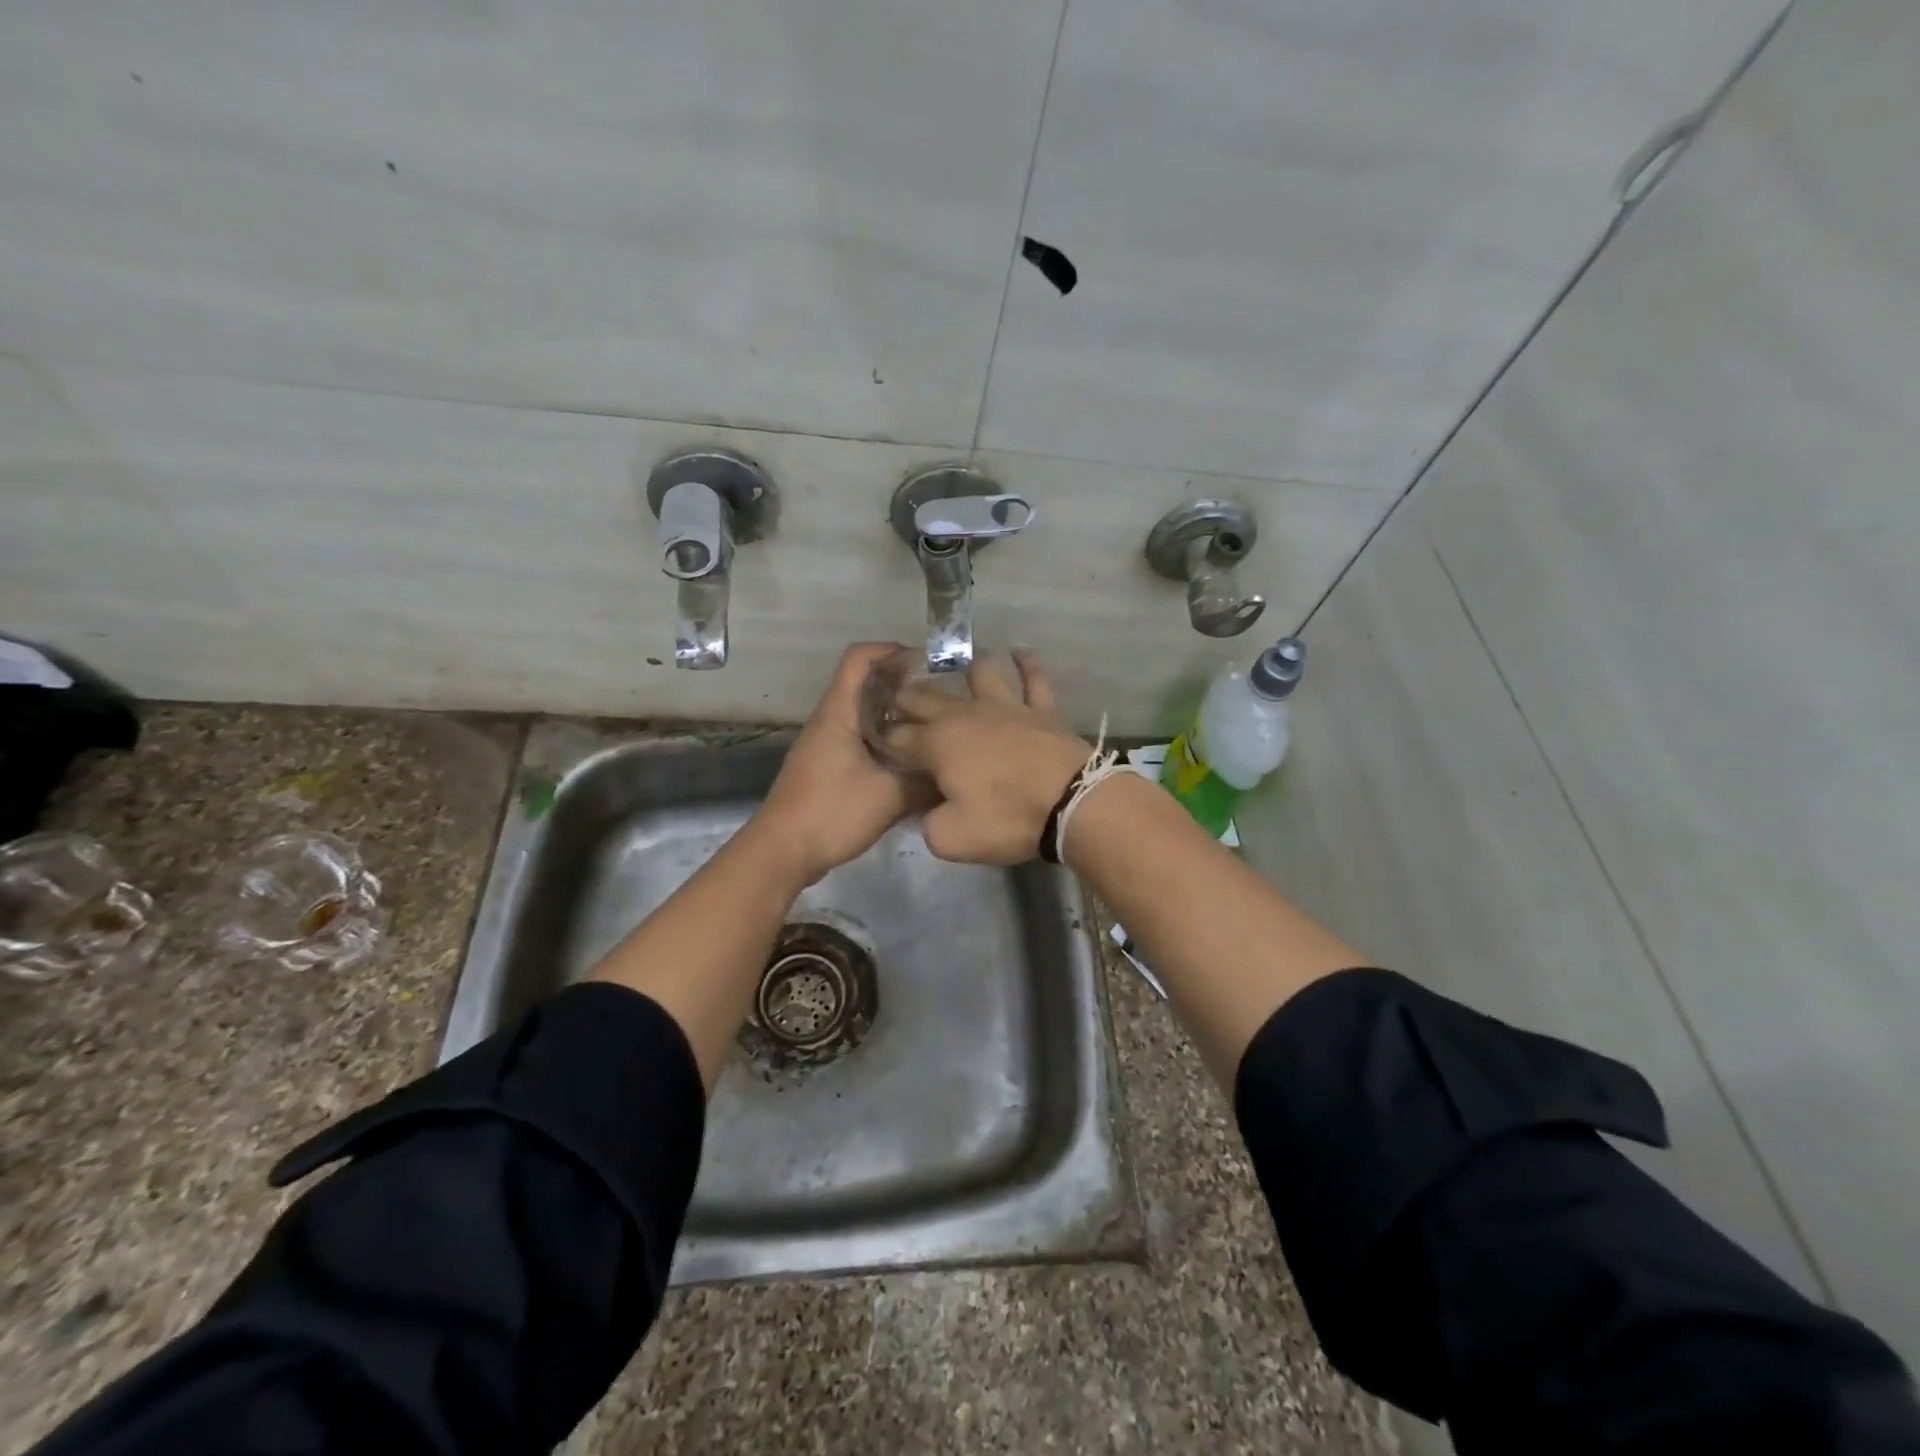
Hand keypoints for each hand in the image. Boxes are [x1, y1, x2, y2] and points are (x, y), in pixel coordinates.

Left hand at [752, 643, 919, 885]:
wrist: (782, 852)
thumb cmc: (831, 814)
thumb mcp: (889, 797)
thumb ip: (925, 782)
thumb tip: (956, 773)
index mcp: (839, 713)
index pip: (860, 658)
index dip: (892, 651)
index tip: (928, 664)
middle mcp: (831, 720)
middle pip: (867, 685)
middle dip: (904, 686)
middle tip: (943, 700)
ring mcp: (827, 744)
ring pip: (866, 715)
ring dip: (898, 717)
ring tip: (934, 729)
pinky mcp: (829, 767)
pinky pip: (862, 740)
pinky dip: (887, 742)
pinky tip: (913, 762)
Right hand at [882, 650, 1091, 864]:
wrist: (1072, 804)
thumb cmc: (1008, 819)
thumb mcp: (951, 839)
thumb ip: (928, 822)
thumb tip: (929, 810)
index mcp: (937, 744)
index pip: (898, 737)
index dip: (883, 739)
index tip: (875, 742)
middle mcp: (965, 715)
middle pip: (926, 697)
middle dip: (905, 696)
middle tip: (894, 696)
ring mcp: (1006, 706)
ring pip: (980, 673)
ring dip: (964, 666)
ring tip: (955, 663)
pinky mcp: (1041, 709)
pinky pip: (1034, 679)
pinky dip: (1027, 663)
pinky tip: (1020, 652)